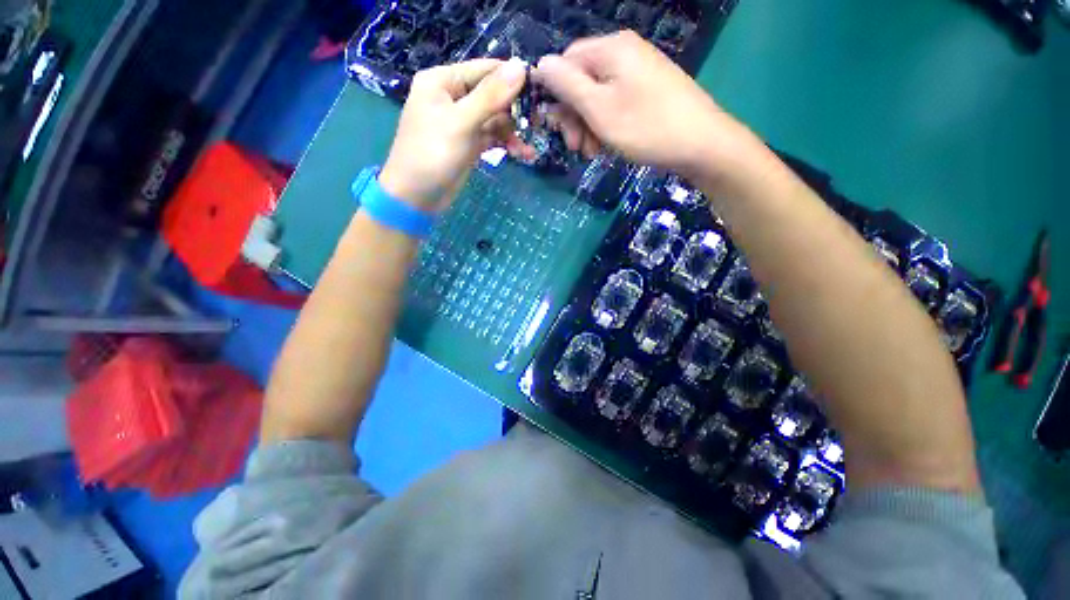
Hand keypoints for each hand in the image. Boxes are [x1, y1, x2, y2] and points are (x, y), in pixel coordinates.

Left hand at [379, 58, 527, 210]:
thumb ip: (490, 96)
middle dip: (515, 111)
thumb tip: (521, 66)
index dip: (513, 78)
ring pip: (495, 119)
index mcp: (444, 81)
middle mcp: (454, 97)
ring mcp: (462, 122)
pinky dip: (506, 144)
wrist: (416, 197)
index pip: (486, 70)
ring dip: (513, 132)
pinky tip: (522, 154)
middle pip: (493, 95)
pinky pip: (492, 137)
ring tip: (528, 149)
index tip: (541, 91)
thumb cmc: (432, 154)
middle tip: (537, 124)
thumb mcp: (461, 123)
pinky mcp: (469, 143)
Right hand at [532, 31, 748, 178]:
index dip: (555, 96)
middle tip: (575, 147)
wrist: (701, 143)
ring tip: (592, 152)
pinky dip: (605, 126)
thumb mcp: (599, 109)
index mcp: (610, 49)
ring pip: (597, 97)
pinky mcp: (647, 90)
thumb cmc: (646, 127)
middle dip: (573, 117)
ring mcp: (638, 71)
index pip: (565, 63)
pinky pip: (615, 104)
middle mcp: (623, 53)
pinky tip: (607, 145)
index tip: (556, 129)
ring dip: (588, 127)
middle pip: (581, 82)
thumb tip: (539, 64)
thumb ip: (567, 85)